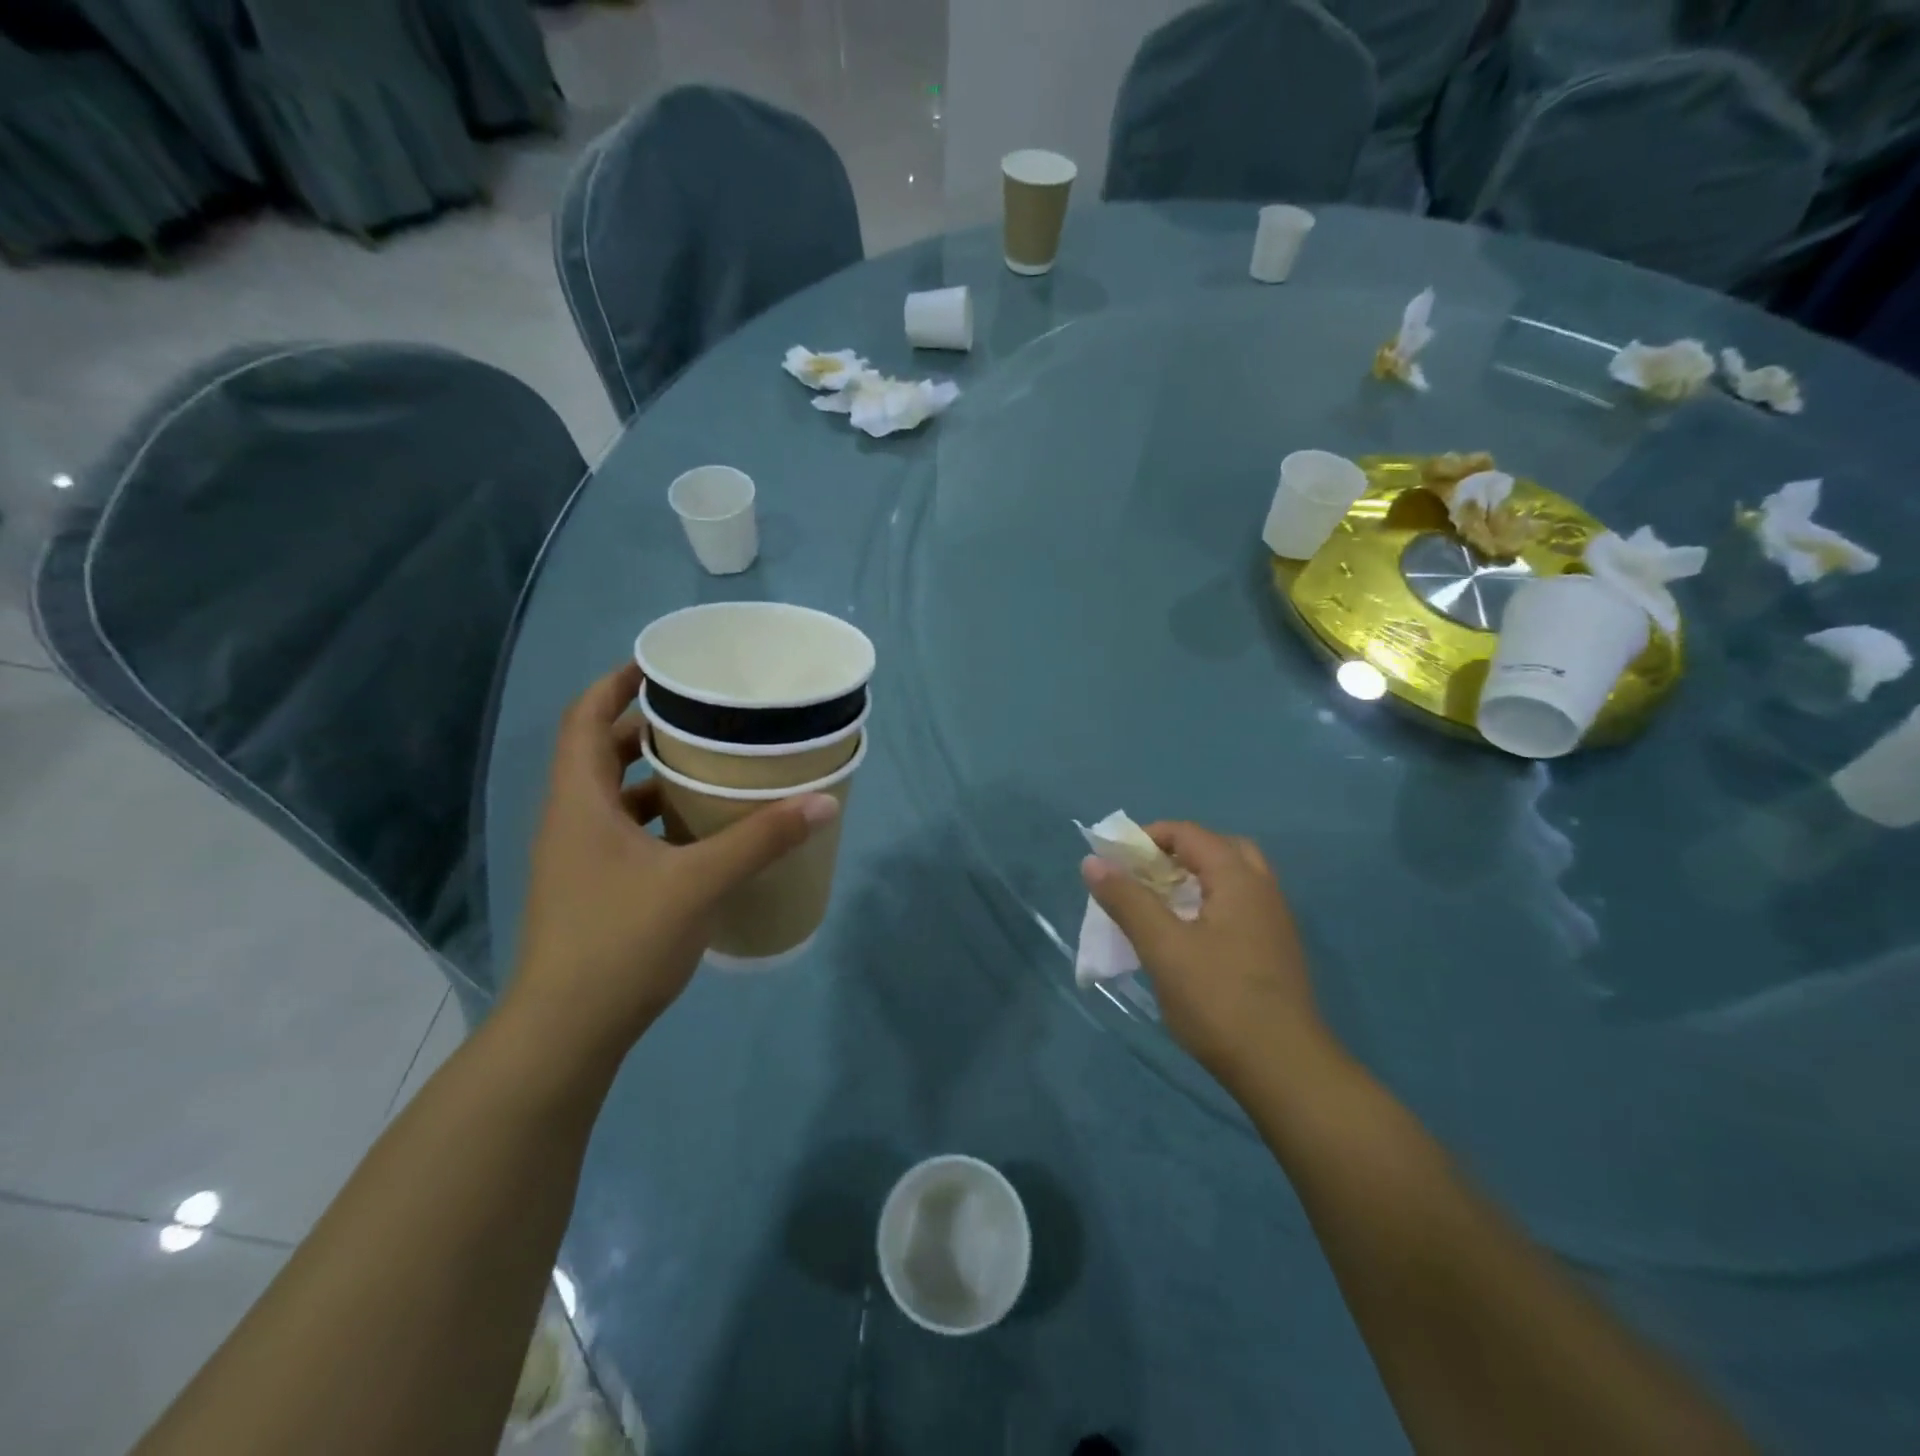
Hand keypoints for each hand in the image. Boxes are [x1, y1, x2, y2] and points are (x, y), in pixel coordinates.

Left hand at [506, 662, 838, 1062]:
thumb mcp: (699, 883)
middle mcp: (570, 820)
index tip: (662, 667)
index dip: (617, 683)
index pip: (585, 719)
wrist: (567, 1033)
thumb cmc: (621, 941)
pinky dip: (656, 818)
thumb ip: (761, 839)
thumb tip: (822, 802)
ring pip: (613, 795)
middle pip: (600, 752)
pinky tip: (699, 833)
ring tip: (709, 766)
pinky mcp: (591, 888)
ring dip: (654, 775)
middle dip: (646, 727)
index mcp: (579, 802)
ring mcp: (577, 858)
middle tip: (702, 716)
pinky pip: (623, 832)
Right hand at [1081, 822, 1327, 1095]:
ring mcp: (1274, 922)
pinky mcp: (1275, 952)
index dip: (1148, 837)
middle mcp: (1263, 890)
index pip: (1190, 834)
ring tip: (1161, 904)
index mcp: (1239, 879)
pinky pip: (1240, 907)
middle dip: (1178, 853)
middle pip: (1219, 850)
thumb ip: (1127, 900)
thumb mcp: (1162, 947)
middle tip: (1146, 875)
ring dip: (1196, 880)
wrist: (1284, 1069)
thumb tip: (1093, 861)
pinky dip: (1210, 904)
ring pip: (1233, 880)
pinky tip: (1188, 938)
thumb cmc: (1218, 1000)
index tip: (1116, 860)